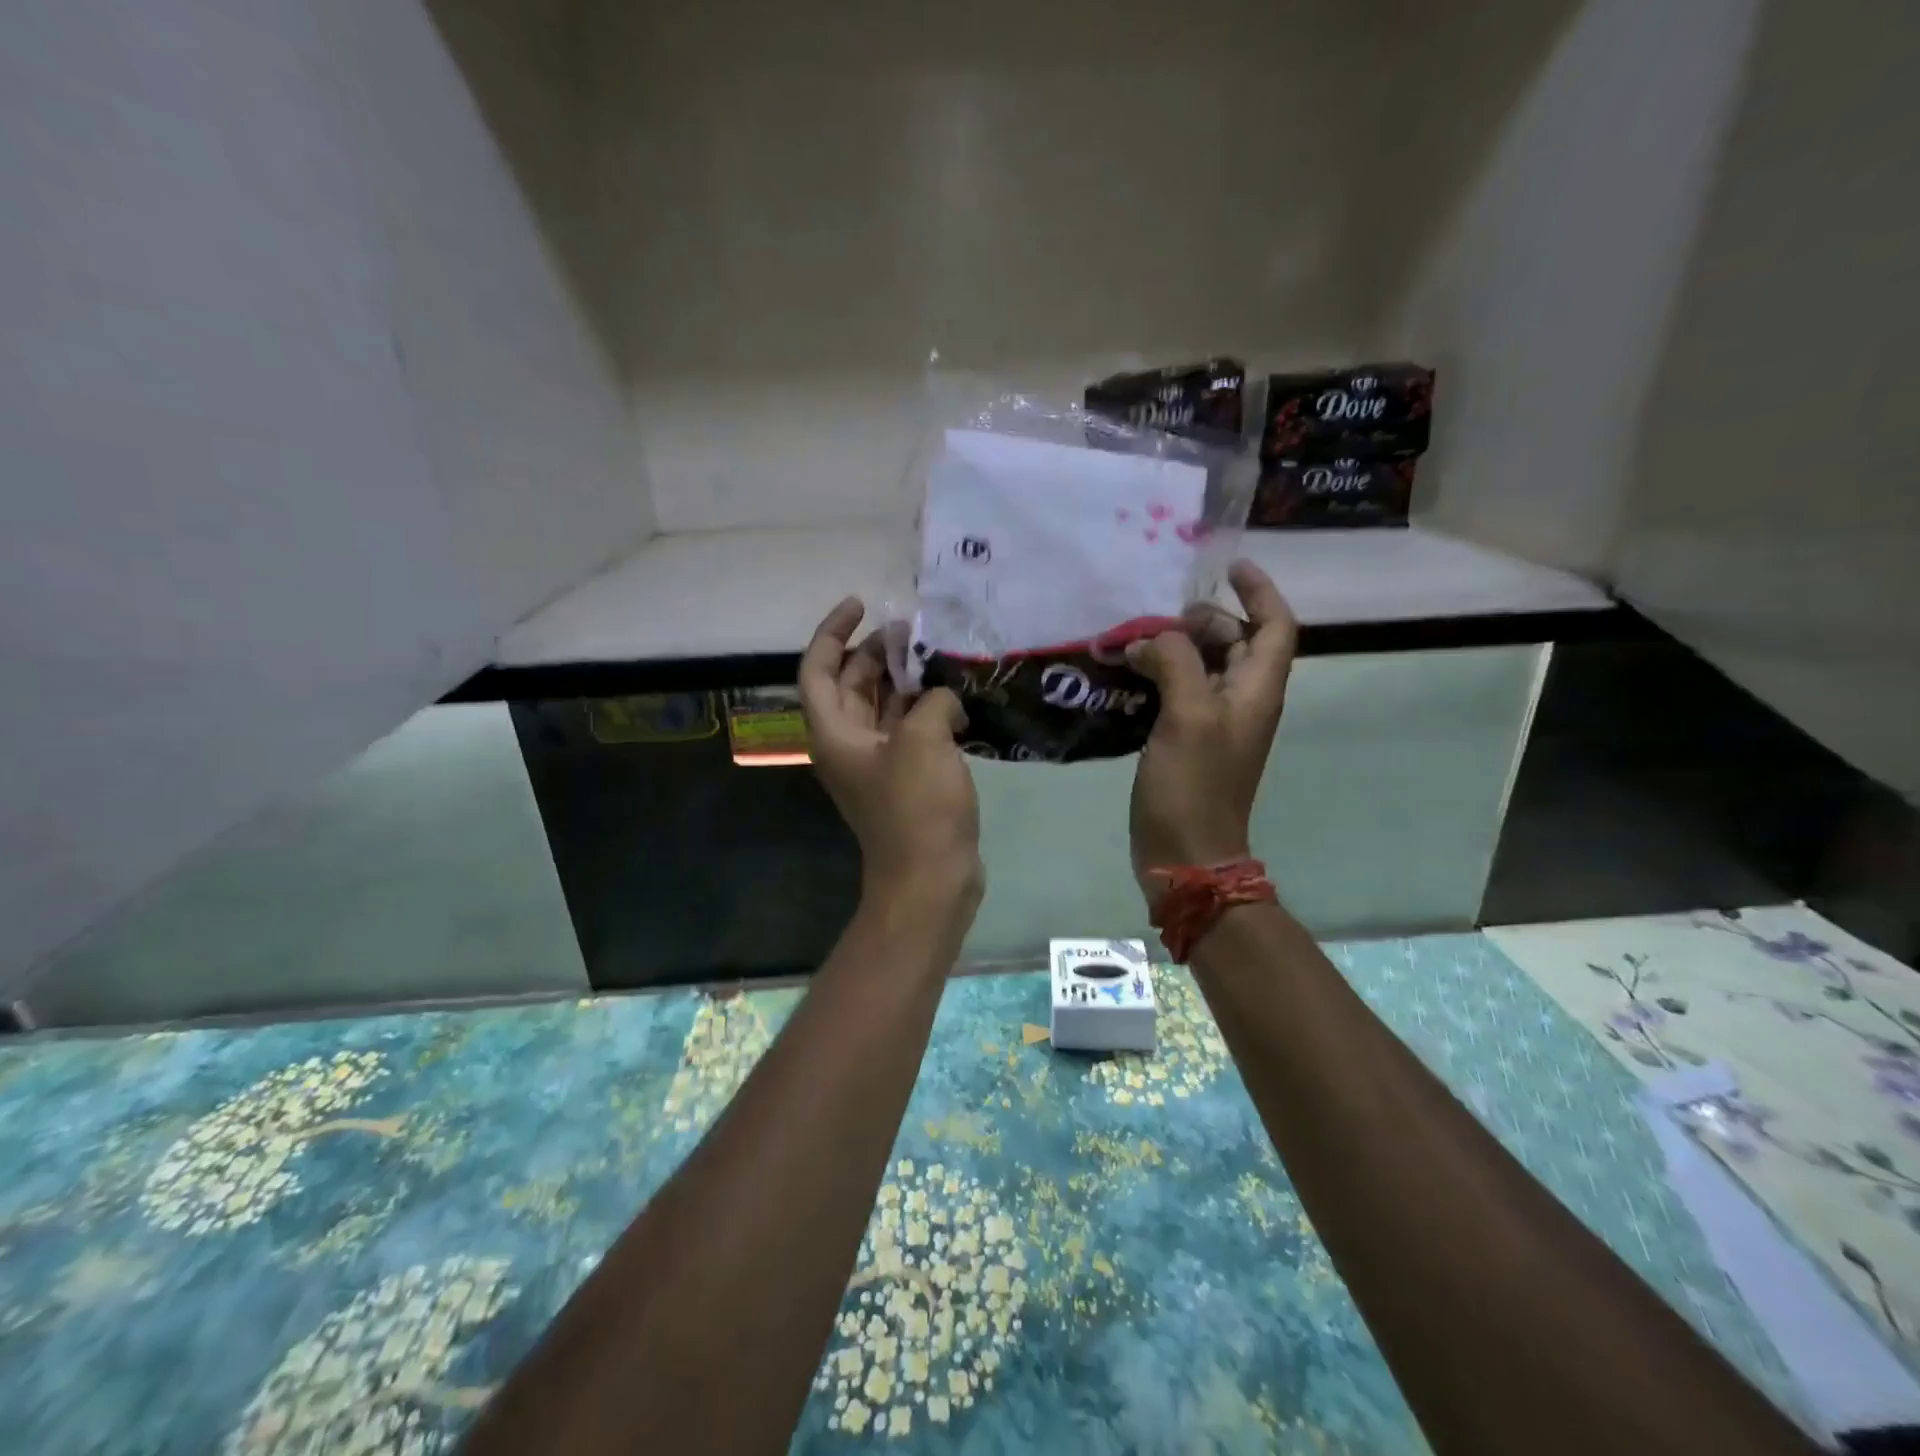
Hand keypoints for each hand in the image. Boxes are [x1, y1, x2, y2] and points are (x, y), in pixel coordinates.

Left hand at [799, 598, 983, 910]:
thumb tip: (944, 698)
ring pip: (882, 706)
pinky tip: (955, 693)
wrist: (931, 879)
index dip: (832, 632)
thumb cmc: (916, 807)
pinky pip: (908, 729)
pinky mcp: (906, 778)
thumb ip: (931, 700)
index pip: (817, 669)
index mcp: (834, 733)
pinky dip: (925, 708)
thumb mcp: (922, 740)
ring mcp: (878, 763)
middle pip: (850, 684)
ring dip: (904, 678)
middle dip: (876, 652)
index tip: (861, 605)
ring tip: (937, 653)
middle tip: (913, 629)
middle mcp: (849, 744)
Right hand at [1124, 560, 1297, 898]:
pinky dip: (1158, 675)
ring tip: (1133, 640)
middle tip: (1157, 617)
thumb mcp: (1188, 715)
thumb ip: (1176, 662)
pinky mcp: (1188, 740)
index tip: (1228, 567)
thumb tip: (1152, 640)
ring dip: (1174, 647)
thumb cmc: (1194, 784)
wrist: (1186, 852)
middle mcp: (1243, 700)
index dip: (1259, 591)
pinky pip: (1179, 692)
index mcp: (1257, 689)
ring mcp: (1215, 722)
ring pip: (1203, 666)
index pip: (1275, 625)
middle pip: (1236, 641)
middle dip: (1202, 620)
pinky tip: (1126, 675)